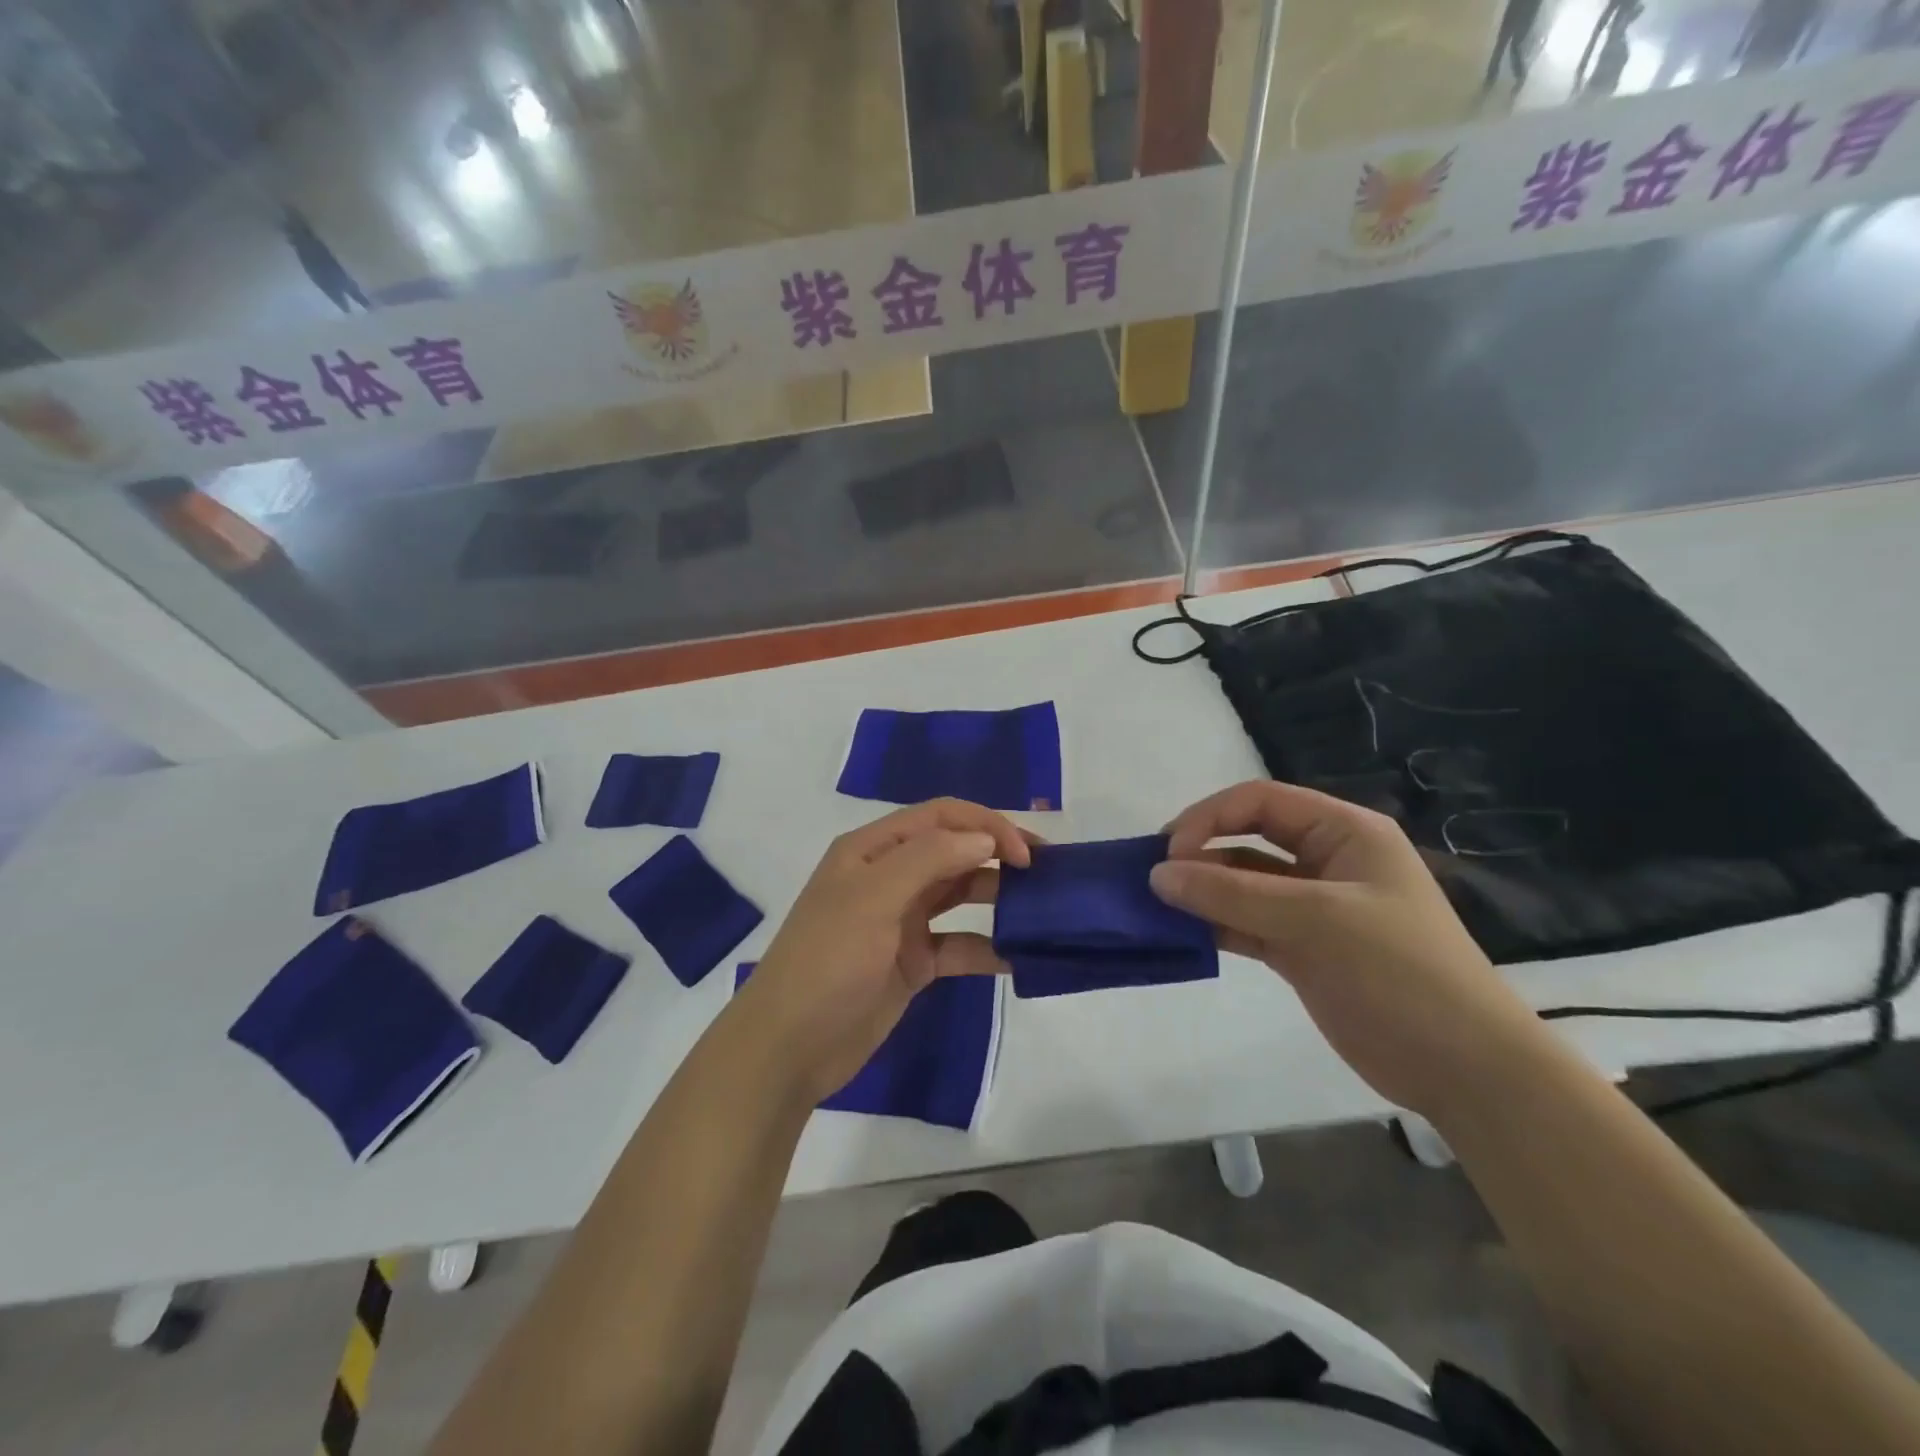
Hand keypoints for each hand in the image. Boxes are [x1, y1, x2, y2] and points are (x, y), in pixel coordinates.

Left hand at [727, 799, 1030, 1104]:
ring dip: (997, 896)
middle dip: (998, 854)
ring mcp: (902, 921)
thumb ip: (929, 859)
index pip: (940, 817)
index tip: (1024, 853)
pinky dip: (987, 947)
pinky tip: (1016, 957)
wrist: (790, 1046)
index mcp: (873, 850)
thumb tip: (984, 838)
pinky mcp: (913, 962)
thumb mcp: (873, 898)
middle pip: (954, 851)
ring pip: (960, 895)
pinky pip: (959, 945)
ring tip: (1040, 908)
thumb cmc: (828, 960)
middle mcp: (890, 877)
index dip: (985, 825)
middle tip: (1046, 872)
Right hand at [1151, 780, 1552, 1118]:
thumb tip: (1157, 874)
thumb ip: (1232, 895)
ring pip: (1243, 884)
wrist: (1464, 1068)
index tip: (1170, 850)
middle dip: (1200, 853)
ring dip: (1202, 892)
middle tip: (1154, 878)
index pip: (1261, 801)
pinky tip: (1182, 933)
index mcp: (1344, 832)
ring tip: (1157, 906)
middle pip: (1248, 838)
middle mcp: (1326, 860)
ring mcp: (1314, 907)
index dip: (1210, 817)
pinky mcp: (1302, 948)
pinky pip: (1247, 923)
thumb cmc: (1398, 972)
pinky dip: (1215, 925)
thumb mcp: (1314, 921)